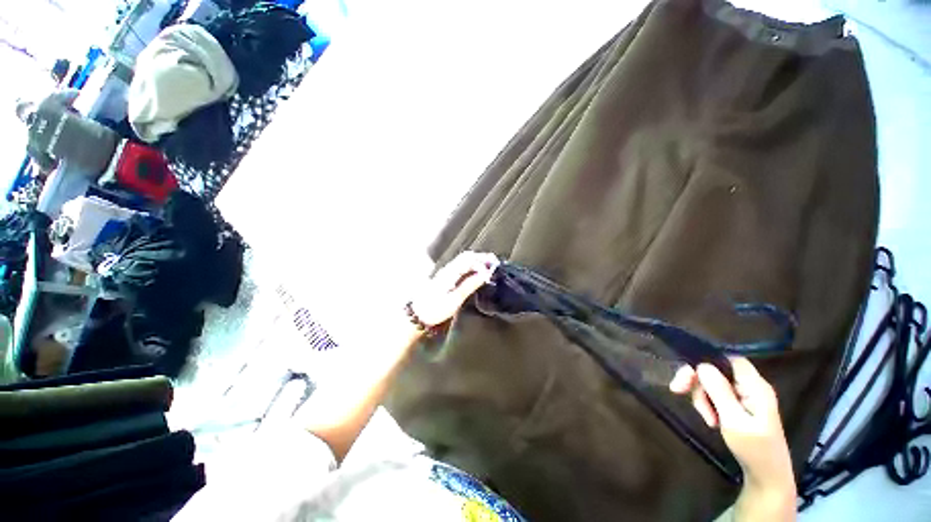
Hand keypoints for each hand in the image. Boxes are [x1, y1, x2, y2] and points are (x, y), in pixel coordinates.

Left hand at [409, 251, 498, 326]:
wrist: (418, 314)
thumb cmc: (436, 308)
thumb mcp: (455, 299)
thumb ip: (470, 285)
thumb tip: (485, 274)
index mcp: (451, 272)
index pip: (469, 259)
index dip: (483, 261)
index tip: (493, 268)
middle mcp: (448, 268)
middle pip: (467, 256)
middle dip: (481, 257)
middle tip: (495, 263)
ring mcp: (446, 271)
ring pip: (464, 260)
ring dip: (477, 260)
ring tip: (489, 265)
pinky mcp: (446, 276)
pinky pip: (461, 265)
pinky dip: (471, 265)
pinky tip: (477, 271)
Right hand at [669, 358, 794, 490]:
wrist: (766, 477)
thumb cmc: (755, 449)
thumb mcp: (735, 422)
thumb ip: (719, 392)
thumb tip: (702, 365)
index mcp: (755, 387)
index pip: (730, 359)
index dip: (707, 360)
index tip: (687, 374)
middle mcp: (750, 386)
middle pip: (716, 370)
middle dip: (697, 381)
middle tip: (677, 390)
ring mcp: (744, 396)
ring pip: (712, 383)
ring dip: (701, 397)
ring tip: (707, 419)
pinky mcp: (737, 405)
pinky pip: (715, 395)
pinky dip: (707, 405)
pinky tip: (710, 420)